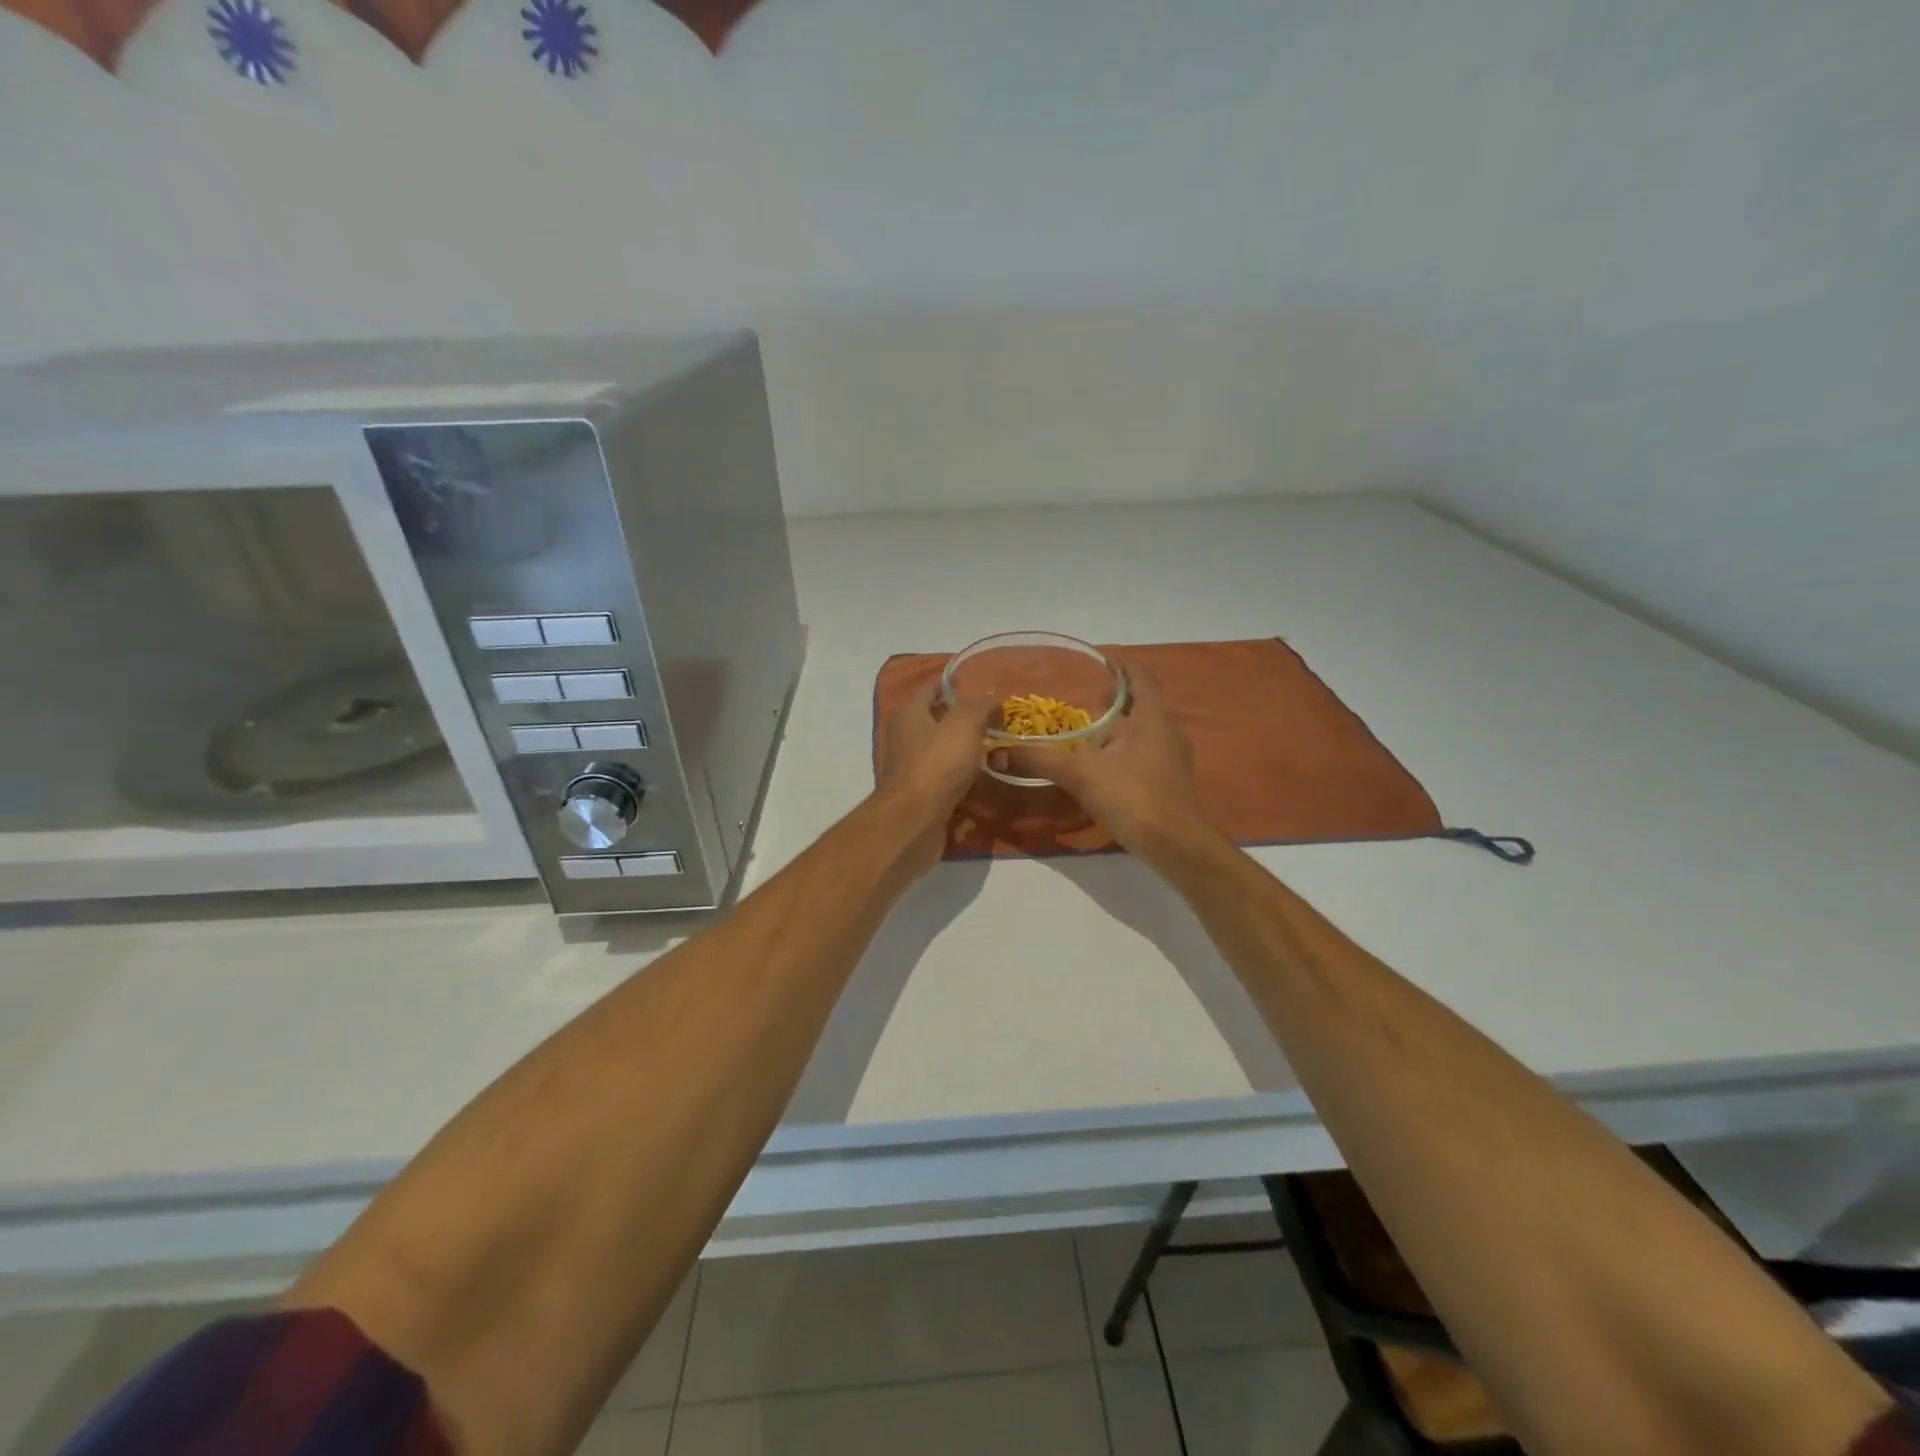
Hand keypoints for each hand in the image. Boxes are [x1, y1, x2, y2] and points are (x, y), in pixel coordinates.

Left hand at [875, 681, 997, 875]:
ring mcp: (913, 769)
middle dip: (968, 721)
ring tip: (1001, 751)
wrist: (914, 823)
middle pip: (940, 721)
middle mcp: (906, 738)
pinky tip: (988, 782)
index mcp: (910, 714)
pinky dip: (966, 780)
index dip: (957, 684)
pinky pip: (948, 781)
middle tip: (1000, 721)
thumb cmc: (936, 765)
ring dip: (970, 753)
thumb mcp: (963, 724)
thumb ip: (979, 705)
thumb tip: (991, 697)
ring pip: (946, 753)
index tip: (986, 686)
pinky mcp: (922, 796)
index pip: (932, 687)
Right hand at [999, 661, 1215, 863]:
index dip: (1122, 664)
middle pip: (1143, 704)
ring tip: (1088, 731)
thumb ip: (1040, 760)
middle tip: (1086, 694)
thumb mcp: (1081, 774)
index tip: (1101, 657)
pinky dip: (1125, 752)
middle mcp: (1168, 732)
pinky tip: (1103, 766)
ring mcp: (1173, 760)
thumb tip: (996, 752)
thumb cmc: (1134, 797)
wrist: (1175, 846)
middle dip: (1117, 697)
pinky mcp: (1171, 785)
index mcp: (1153, 718)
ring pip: (1145, 732)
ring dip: (1120, 727)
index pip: (1141, 677)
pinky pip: (1146, 755)